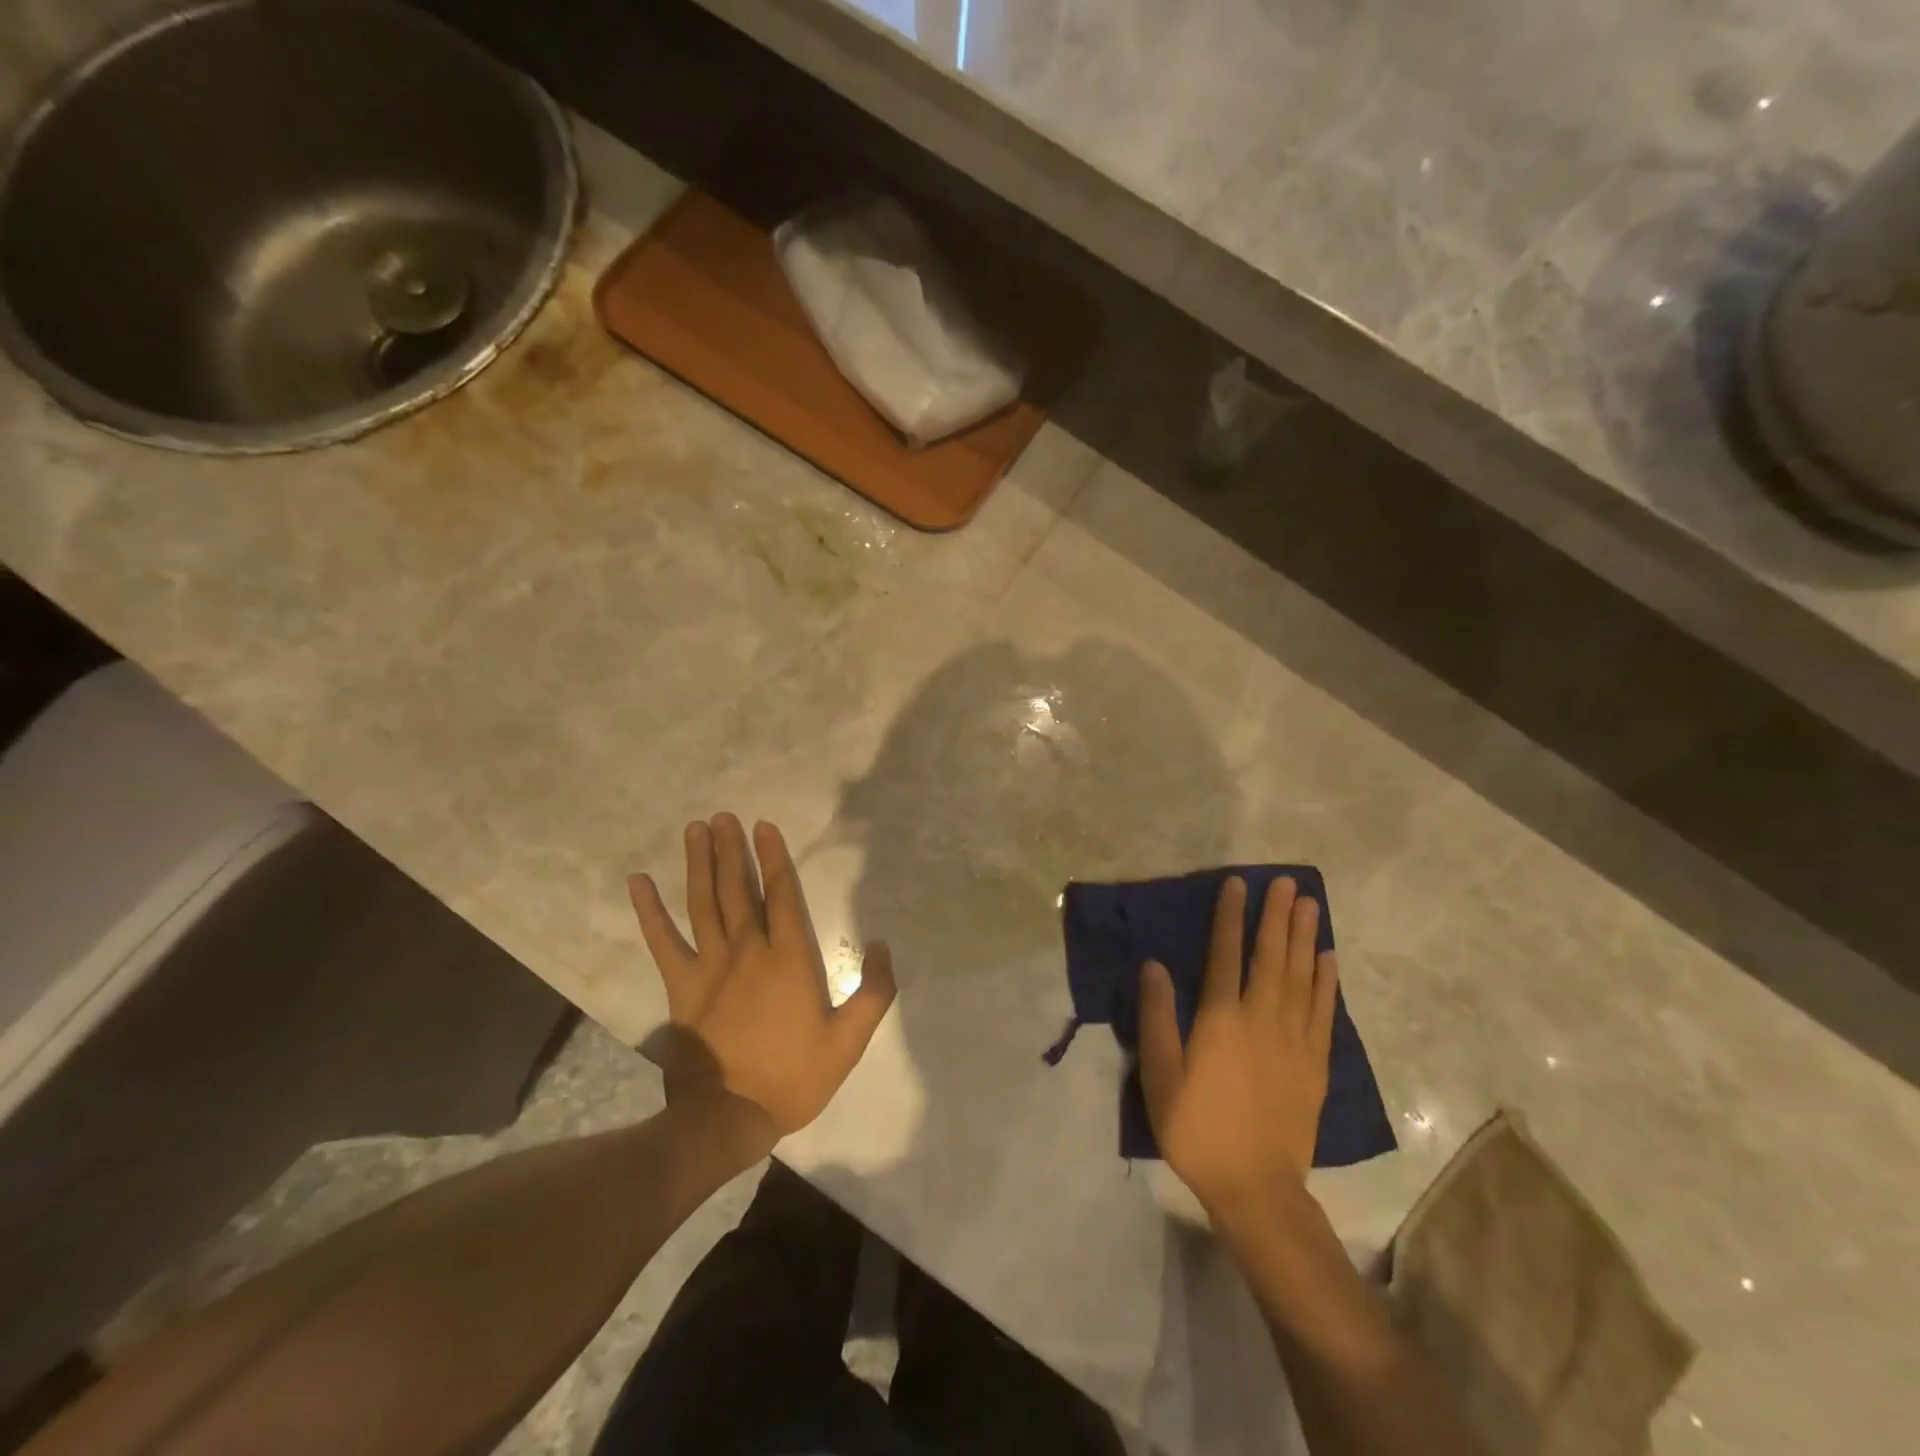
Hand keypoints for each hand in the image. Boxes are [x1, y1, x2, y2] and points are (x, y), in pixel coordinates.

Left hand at [628, 813, 895, 1137]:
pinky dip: (648, 910)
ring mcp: (709, 965)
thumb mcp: (849, 1040)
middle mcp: (748, 950)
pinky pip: (662, 940)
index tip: (764, 826)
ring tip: (696, 829)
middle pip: (737, 888)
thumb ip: (875, 991)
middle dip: (732, 849)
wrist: (728, 1117)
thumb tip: (883, 945)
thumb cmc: (794, 1077)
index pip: (780, 893)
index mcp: (789, 958)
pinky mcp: (681, 986)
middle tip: (724, 817)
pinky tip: (638, 882)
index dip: (774, 857)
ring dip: (699, 863)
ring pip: (703, 902)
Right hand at [1138, 875, 1337, 1217]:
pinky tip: (1328, 959)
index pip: (1225, 954)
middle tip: (1288, 881)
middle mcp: (1261, 1019)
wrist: (1256, 1187)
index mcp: (1221, 1019)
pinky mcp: (1315, 1064)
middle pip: (1271, 956)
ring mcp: (1293, 1040)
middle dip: (1277, 916)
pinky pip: (1323, 1012)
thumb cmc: (1196, 1128)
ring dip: (1305, 937)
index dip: (1230, 916)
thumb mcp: (1160, 1075)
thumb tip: (1155, 965)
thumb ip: (1157, 1017)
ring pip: (1300, 976)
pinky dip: (1326, 982)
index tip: (1237, 884)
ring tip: (1310, 905)